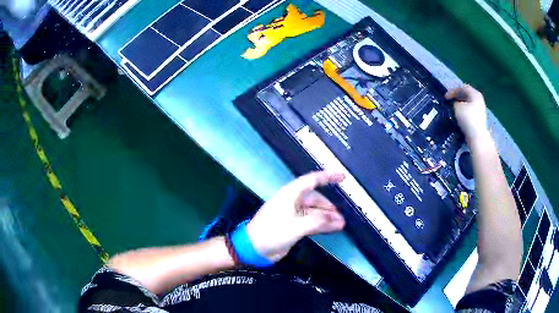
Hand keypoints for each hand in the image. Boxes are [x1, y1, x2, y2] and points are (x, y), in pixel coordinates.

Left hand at [246, 171, 345, 261]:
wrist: (253, 249)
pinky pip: (311, 222)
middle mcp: (292, 202)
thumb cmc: (271, 233)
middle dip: (329, 206)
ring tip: (341, 224)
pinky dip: (321, 225)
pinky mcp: (293, 227)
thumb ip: (317, 221)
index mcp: (290, 195)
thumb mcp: (295, 226)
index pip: (312, 180)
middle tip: (342, 215)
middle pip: (315, 199)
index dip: (328, 177)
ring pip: (314, 212)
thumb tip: (335, 218)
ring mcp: (292, 215)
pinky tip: (332, 229)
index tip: (342, 177)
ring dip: (327, 217)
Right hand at [445, 85, 489, 141]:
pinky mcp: (479, 118)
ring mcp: (480, 109)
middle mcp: (479, 99)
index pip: (462, 87)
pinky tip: (459, 117)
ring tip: (453, 109)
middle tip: (449, 101)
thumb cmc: (468, 119)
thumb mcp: (457, 107)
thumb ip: (454, 102)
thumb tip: (455, 104)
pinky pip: (470, 111)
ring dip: (460, 105)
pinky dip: (464, 112)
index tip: (445, 98)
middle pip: (466, 95)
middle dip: (457, 97)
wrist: (477, 137)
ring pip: (468, 103)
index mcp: (475, 94)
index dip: (453, 91)